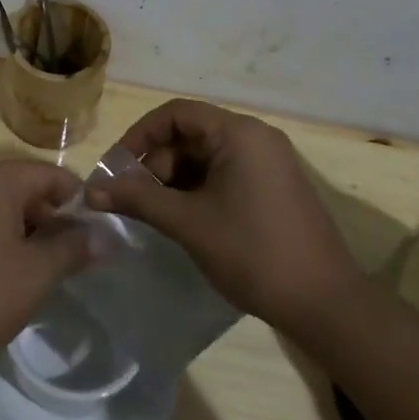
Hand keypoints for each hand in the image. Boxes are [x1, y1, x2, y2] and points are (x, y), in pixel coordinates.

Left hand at [0, 159, 92, 378]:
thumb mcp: (35, 273)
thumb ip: (72, 248)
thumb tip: (104, 236)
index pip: (52, 175)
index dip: (80, 201)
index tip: (100, 233)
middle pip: (27, 189)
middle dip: (54, 219)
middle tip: (78, 258)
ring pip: (3, 208)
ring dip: (29, 233)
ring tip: (49, 270)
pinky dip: (2, 240)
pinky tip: (12, 275)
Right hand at [85, 98, 362, 339]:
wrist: (327, 306)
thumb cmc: (253, 252)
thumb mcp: (188, 223)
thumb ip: (138, 199)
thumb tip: (91, 190)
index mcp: (239, 133)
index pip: (176, 113)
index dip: (141, 135)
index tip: (118, 167)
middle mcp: (256, 138)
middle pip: (191, 134)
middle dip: (157, 163)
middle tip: (136, 199)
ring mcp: (270, 163)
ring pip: (207, 156)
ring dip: (176, 180)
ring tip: (158, 214)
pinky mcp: (276, 187)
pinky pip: (226, 173)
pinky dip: (200, 190)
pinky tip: (187, 220)